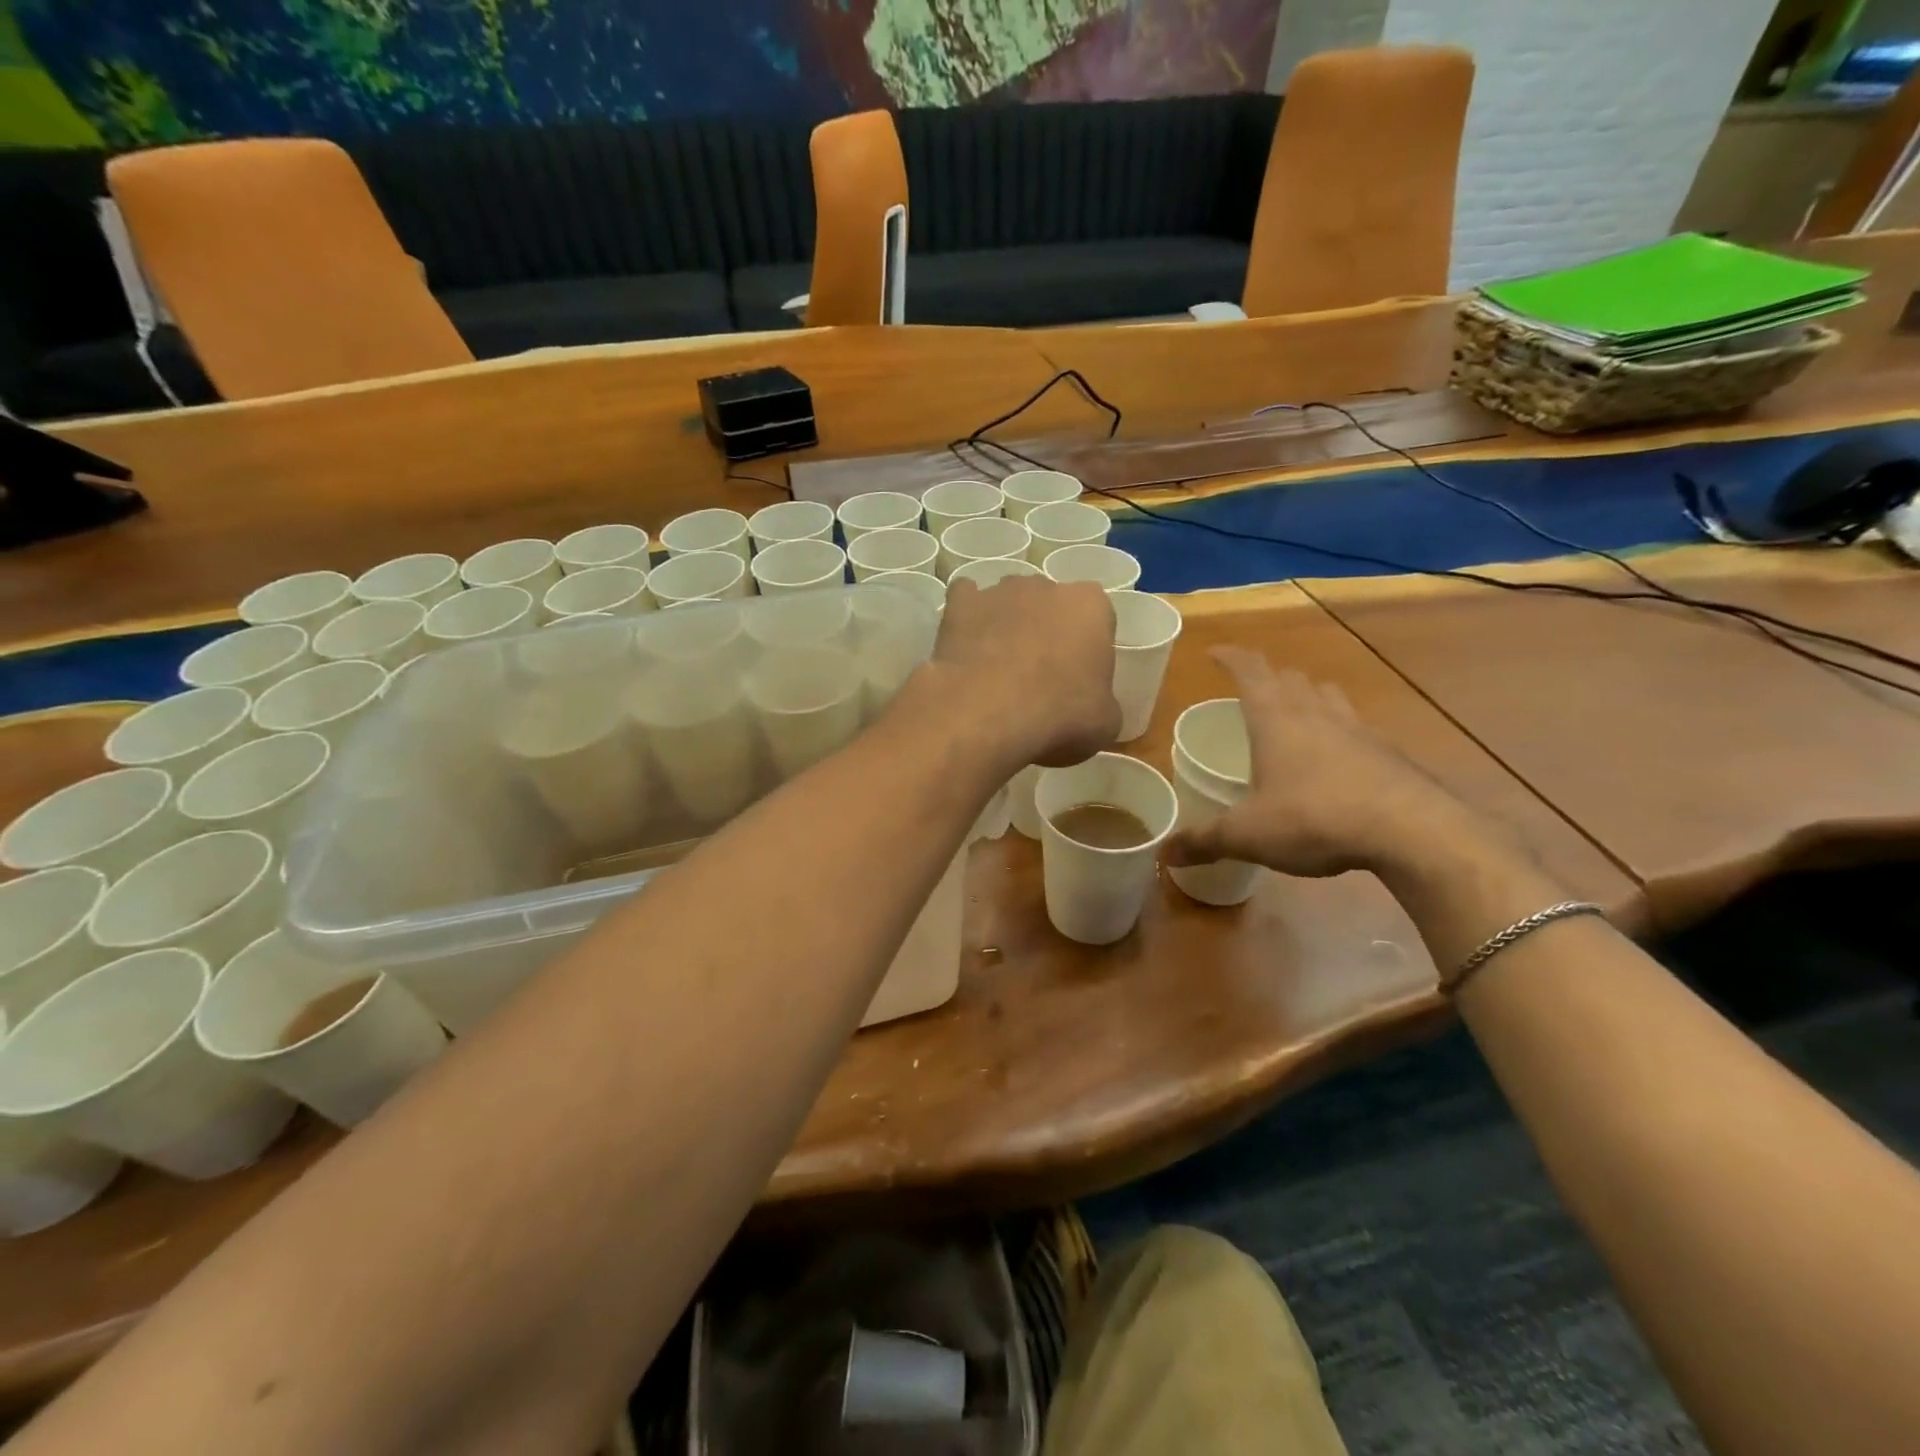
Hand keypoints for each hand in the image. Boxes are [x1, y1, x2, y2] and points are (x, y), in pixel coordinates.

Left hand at [929, 575, 1119, 768]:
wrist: (987, 712)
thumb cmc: (1059, 715)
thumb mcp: (1105, 722)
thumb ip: (1103, 701)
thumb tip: (1092, 705)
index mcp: (1091, 606)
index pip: (1098, 618)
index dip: (1089, 648)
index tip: (1080, 679)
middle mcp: (1047, 586)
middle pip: (1051, 605)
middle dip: (1047, 631)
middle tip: (1039, 675)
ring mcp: (999, 591)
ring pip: (1008, 601)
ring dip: (1007, 624)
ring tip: (997, 667)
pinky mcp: (960, 603)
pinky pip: (965, 600)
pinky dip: (966, 618)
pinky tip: (965, 645)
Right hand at [1165, 646, 1487, 877]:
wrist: (1410, 831)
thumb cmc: (1313, 818)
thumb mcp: (1248, 834)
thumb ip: (1204, 841)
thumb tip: (1163, 853)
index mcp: (1275, 720)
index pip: (1249, 671)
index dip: (1230, 657)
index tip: (1214, 652)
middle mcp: (1316, 714)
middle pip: (1290, 678)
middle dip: (1269, 678)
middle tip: (1252, 691)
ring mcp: (1358, 730)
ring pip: (1328, 696)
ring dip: (1308, 696)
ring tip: (1297, 712)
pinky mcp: (1389, 754)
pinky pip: (1357, 728)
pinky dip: (1341, 732)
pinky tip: (1339, 759)